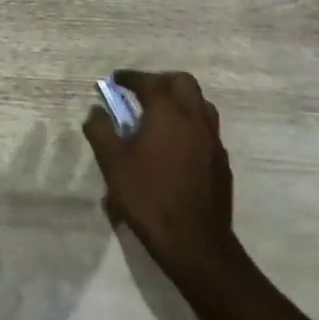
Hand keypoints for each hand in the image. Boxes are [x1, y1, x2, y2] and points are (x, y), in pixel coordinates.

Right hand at [83, 70, 240, 282]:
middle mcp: (194, 117)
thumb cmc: (149, 197)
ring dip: (179, 100)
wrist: (195, 242)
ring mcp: (212, 139)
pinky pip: (206, 128)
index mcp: (168, 112)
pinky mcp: (221, 160)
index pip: (149, 82)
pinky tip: (176, 144)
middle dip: (160, 81)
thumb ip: (101, 130)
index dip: (131, 77)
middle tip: (140, 92)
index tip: (116, 79)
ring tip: (160, 114)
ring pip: (200, 104)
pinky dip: (190, 123)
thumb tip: (96, 111)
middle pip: (182, 82)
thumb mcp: (112, 163)